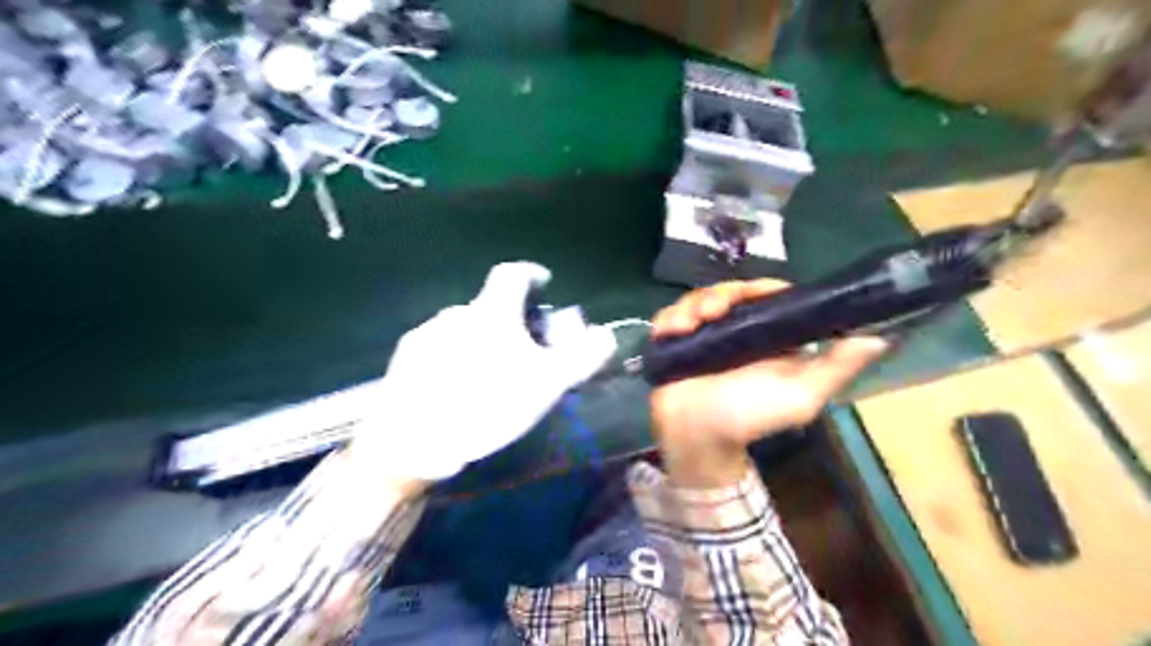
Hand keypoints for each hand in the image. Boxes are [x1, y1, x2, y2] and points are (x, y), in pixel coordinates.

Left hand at [354, 260, 615, 477]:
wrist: (413, 439)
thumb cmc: (487, 404)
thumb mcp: (546, 384)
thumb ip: (581, 357)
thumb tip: (607, 334)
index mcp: (491, 313)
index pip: (512, 274)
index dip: (531, 273)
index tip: (543, 283)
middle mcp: (456, 314)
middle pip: (489, 306)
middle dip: (509, 320)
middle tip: (521, 349)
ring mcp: (426, 335)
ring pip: (463, 328)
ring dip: (480, 340)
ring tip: (488, 374)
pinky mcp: (405, 360)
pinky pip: (438, 348)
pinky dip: (453, 357)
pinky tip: (456, 387)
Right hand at [646, 281, 887, 486]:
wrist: (698, 441)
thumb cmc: (750, 419)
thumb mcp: (801, 397)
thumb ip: (837, 369)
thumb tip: (882, 336)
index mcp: (771, 336)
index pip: (769, 296)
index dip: (760, 288)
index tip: (749, 294)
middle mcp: (739, 329)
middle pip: (731, 292)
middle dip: (718, 296)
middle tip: (709, 313)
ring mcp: (706, 333)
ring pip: (699, 299)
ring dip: (691, 306)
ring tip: (685, 326)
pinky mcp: (678, 340)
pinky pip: (671, 315)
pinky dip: (668, 318)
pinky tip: (667, 332)